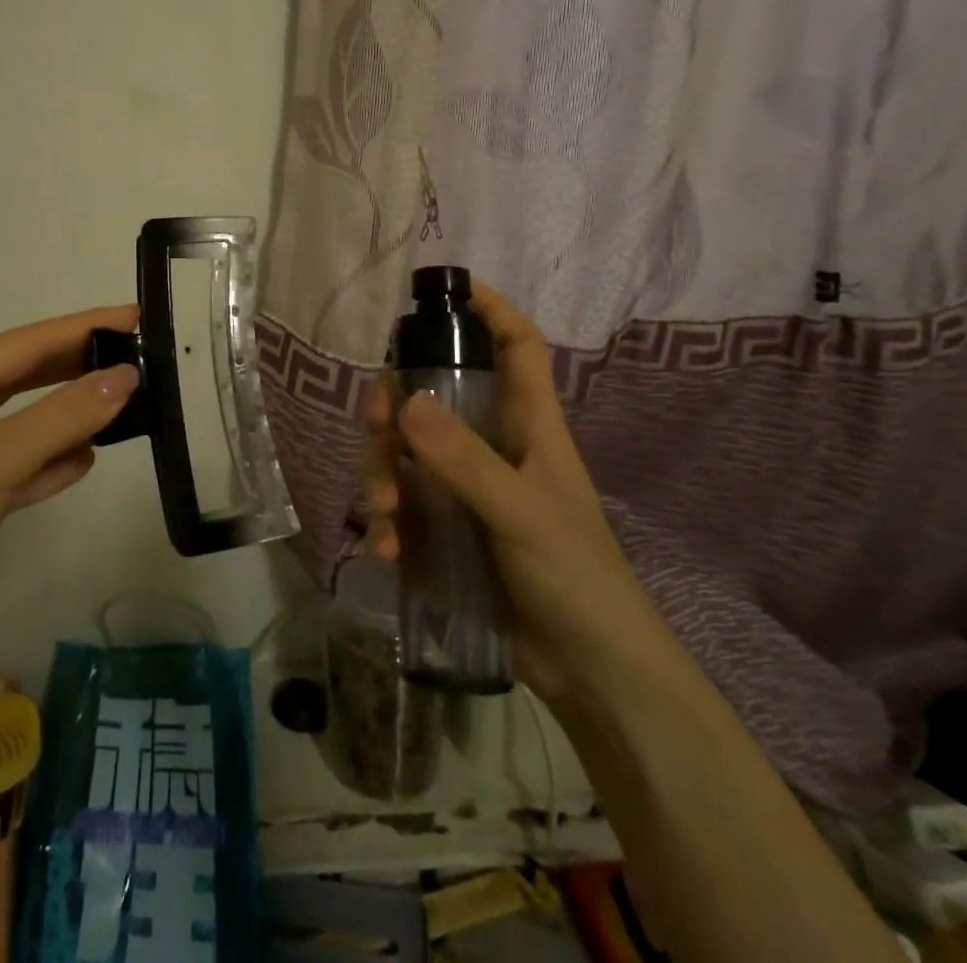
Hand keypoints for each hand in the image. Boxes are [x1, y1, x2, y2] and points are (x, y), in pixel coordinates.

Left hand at [0, 305, 141, 638]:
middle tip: (139, 358)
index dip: (84, 327)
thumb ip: (64, 416)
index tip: (136, 316)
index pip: (28, 341)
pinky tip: (84, 461)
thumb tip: (128, 375)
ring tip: (125, 406)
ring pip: (27, 418)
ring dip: (70, 413)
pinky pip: (21, 461)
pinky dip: (51, 458)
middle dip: (80, 364)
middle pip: (28, 373)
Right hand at [363, 283, 667, 702]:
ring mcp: (466, 489)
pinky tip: (387, 554)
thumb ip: (464, 461)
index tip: (447, 290)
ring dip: (383, 475)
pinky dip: (388, 523)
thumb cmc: (576, 578)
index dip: (490, 311)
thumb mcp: (521, 513)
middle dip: (397, 404)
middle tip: (375, 427)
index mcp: (529, 426)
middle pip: (435, 395)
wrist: (592, 676)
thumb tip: (405, 401)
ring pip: (407, 452)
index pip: (517, 347)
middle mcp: (493, 446)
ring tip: (384, 517)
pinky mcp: (446, 529)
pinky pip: (403, 505)